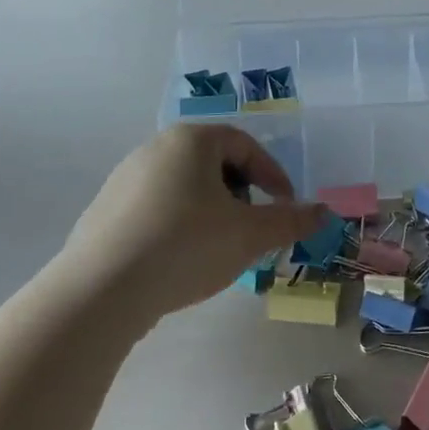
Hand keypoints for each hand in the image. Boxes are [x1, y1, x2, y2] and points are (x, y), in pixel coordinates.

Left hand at [59, 124, 327, 321]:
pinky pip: (156, 209)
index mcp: (190, 140)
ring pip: (184, 188)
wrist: (102, 289)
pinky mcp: (105, 211)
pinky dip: (179, 226)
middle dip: (242, 194)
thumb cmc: (187, 245)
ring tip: (220, 248)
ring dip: (212, 212)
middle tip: (254, 228)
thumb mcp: (250, 234)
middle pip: (213, 164)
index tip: (285, 206)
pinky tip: (181, 261)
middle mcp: (154, 149)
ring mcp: (124, 180)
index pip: (244, 145)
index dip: (273, 174)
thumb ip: (291, 221)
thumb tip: (325, 213)